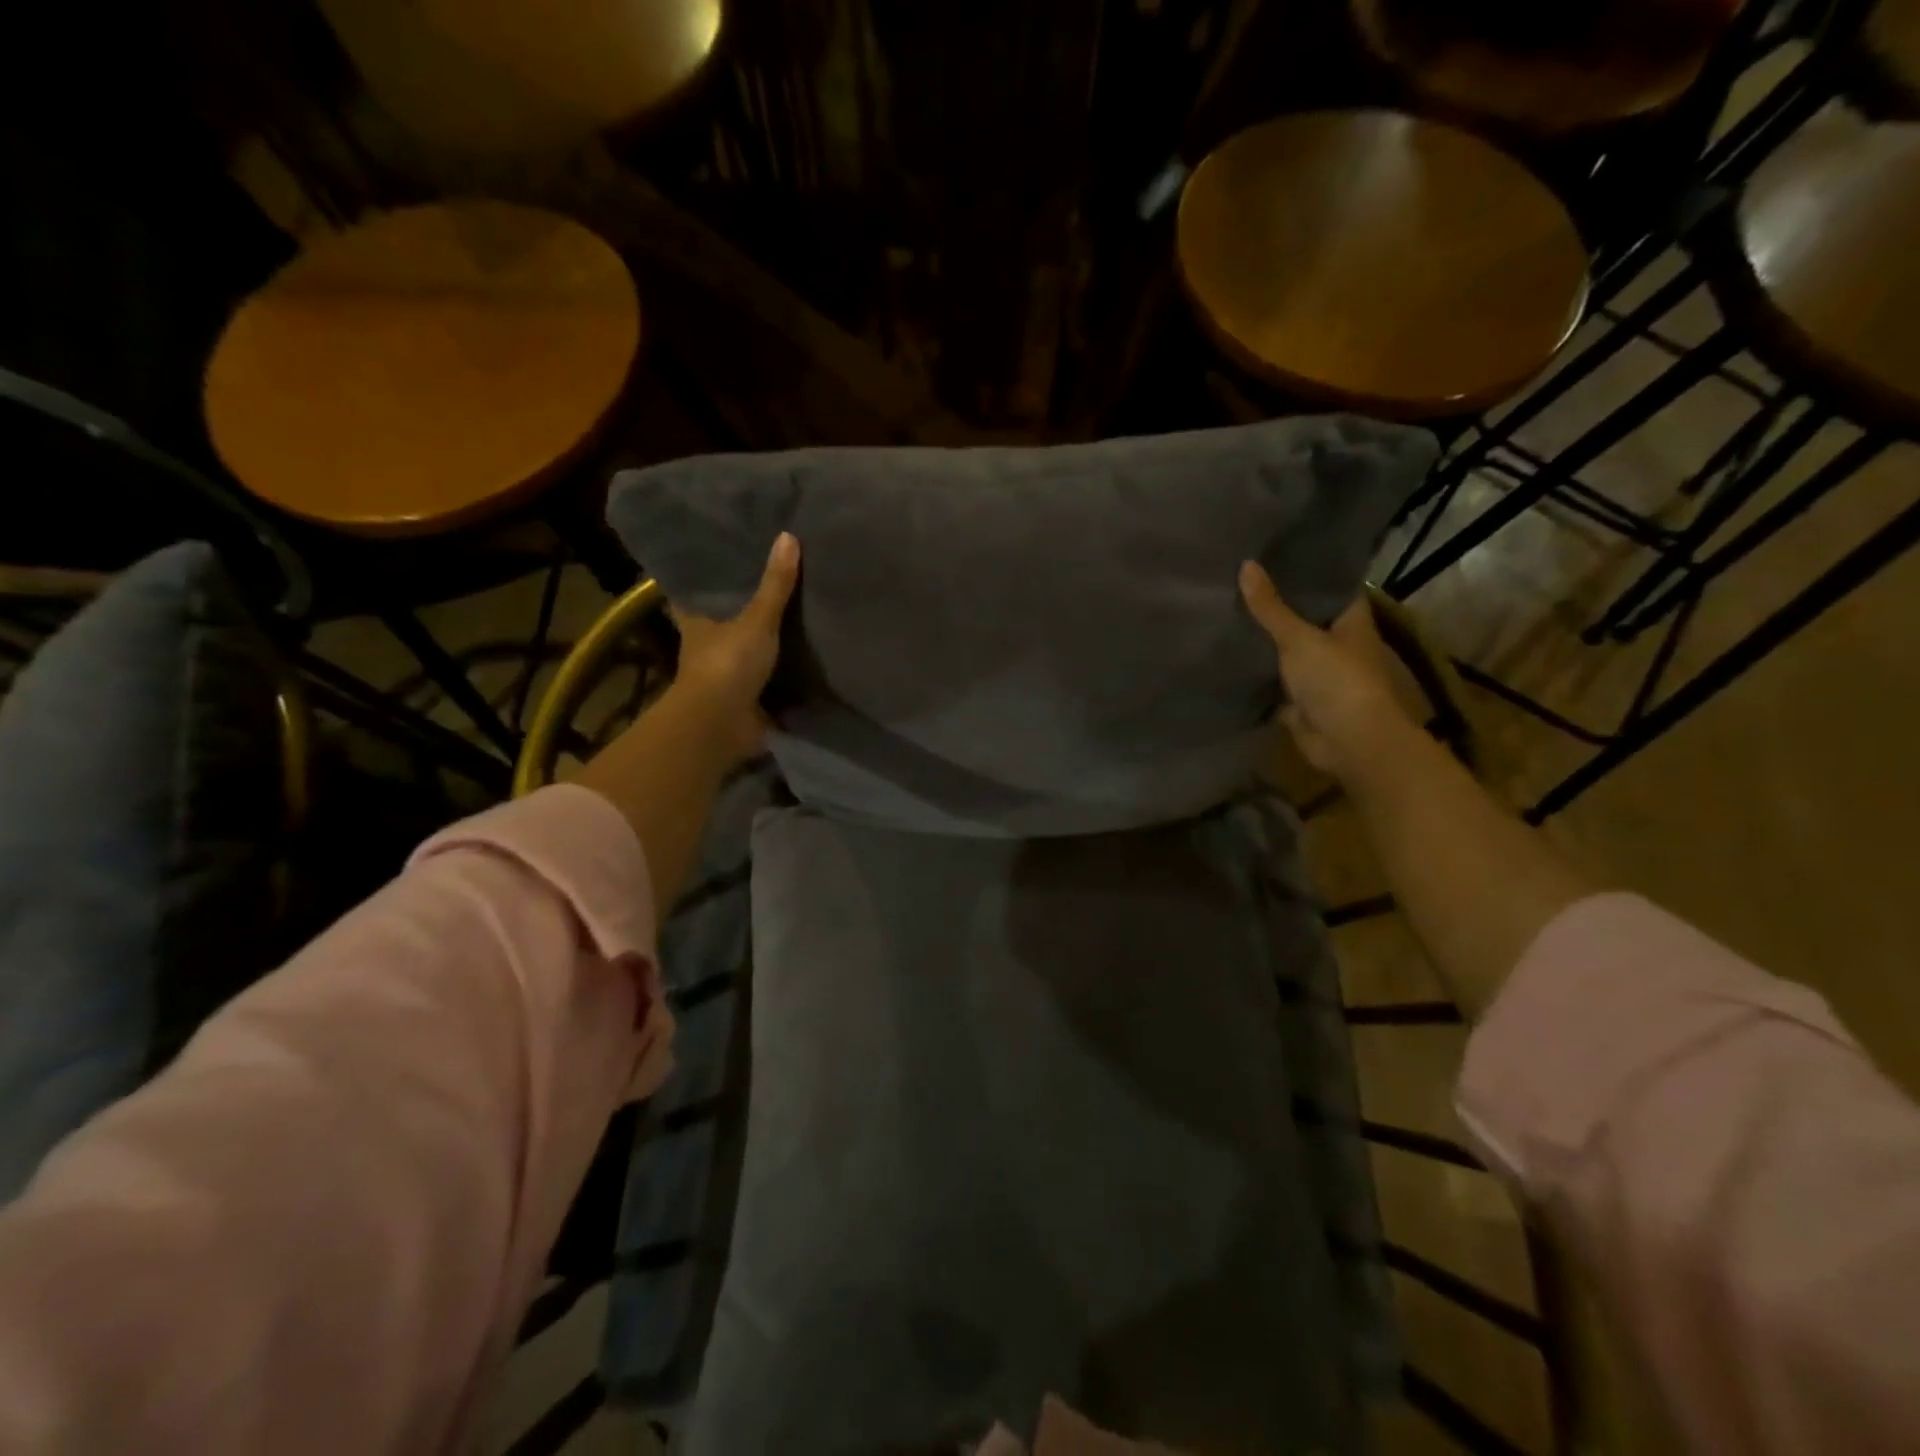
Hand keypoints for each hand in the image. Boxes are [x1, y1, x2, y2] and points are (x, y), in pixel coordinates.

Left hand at [665, 531, 799, 763]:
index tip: (717, 561)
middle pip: (721, 622)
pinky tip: (806, 661)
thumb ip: (775, 585)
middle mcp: (707, 648)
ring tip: (796, 617)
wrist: (722, 724)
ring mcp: (725, 677)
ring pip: (744, 651)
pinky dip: (783, 675)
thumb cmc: (728, 664)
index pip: (692, 595)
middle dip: (739, 610)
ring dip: (763, 643)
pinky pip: (768, 681)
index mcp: (697, 623)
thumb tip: (788, 536)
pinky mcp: (747, 700)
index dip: (701, 579)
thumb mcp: (756, 619)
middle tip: (768, 582)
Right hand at [1238, 561, 1414, 780]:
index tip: (1274, 552)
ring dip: (1263, 637)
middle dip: (1275, 603)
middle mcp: (1336, 642)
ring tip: (1225, 608)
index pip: (1329, 585)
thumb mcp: (1299, 638)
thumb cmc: (1337, 681)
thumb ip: (1271, 607)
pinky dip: (1255, 670)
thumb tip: (1246, 564)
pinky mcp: (1298, 698)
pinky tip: (1227, 652)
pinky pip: (1273, 678)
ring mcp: (1318, 672)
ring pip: (1285, 648)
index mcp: (1350, 620)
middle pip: (1303, 616)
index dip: (1306, 569)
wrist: (1348, 742)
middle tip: (1237, 577)